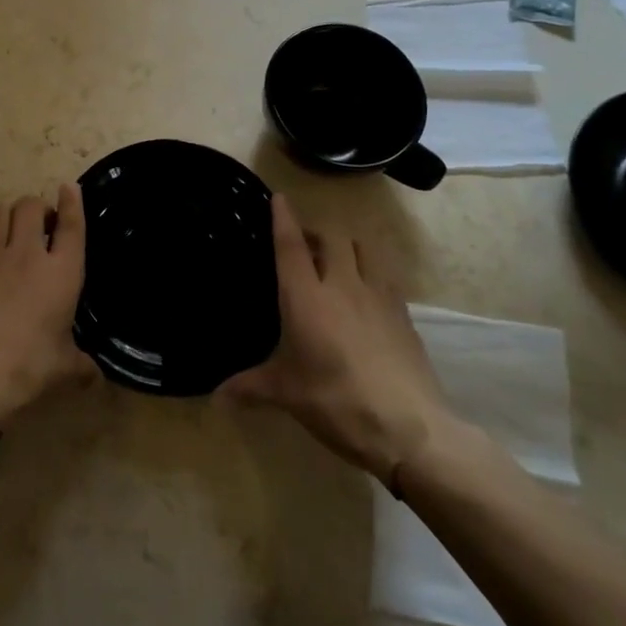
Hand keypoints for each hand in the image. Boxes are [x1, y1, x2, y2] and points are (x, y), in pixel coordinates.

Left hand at [0, 185, 98, 430]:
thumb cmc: (29, 368)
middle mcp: (26, 255)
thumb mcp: (64, 369)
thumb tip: (96, 378)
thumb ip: (81, 367)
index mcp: (61, 273)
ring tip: (7, 222)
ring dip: (3, 212)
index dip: (72, 202)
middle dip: (36, 207)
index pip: (71, 226)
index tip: (68, 187)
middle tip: (40, 223)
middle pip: (30, 208)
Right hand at [219, 194, 464, 484]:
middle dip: (317, 231)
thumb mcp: (286, 395)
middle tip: (304, 243)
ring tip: (338, 259)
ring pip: (364, 249)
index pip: (291, 245)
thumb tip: (216, 396)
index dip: (284, 218)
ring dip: (348, 245)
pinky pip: (386, 277)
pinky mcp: (404, 315)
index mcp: (306, 297)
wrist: (409, 428)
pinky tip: (366, 295)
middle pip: (332, 237)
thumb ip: (250, 387)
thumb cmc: (336, 402)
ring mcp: (378, 297)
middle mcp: (342, 285)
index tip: (279, 197)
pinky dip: (372, 273)